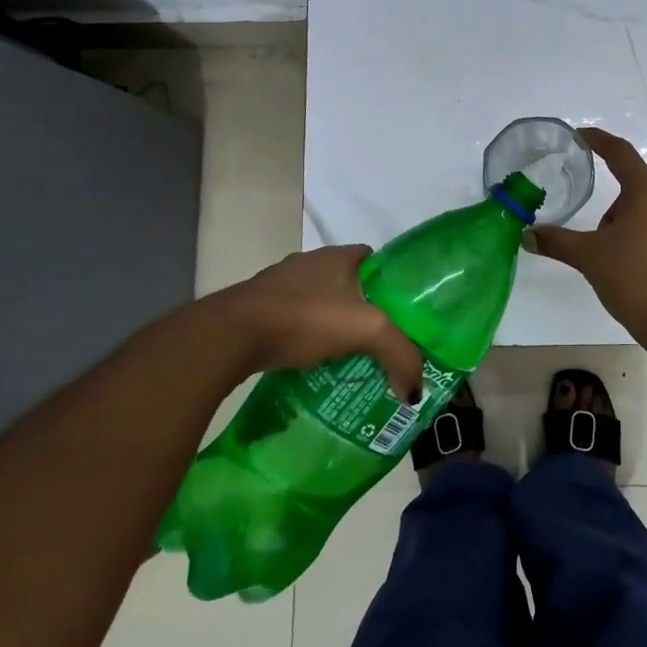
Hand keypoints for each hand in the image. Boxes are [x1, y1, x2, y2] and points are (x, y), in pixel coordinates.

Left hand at [213, 246, 424, 399]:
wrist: (231, 335)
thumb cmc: (305, 318)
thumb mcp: (367, 331)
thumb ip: (400, 356)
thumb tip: (415, 391)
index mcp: (338, 255)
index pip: (375, 260)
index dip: (392, 283)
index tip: (403, 313)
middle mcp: (308, 263)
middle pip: (348, 283)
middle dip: (364, 308)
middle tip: (380, 341)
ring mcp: (279, 285)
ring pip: (319, 303)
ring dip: (332, 325)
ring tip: (349, 356)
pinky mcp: (257, 309)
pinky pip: (294, 321)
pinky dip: (305, 337)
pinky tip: (313, 362)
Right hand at [530, 127, 646, 337]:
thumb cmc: (635, 281)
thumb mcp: (589, 258)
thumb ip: (557, 242)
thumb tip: (527, 235)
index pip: (621, 155)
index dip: (600, 141)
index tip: (583, 135)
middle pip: (635, 194)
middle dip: (612, 213)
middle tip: (598, 245)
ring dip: (631, 231)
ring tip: (620, 267)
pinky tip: (642, 278)